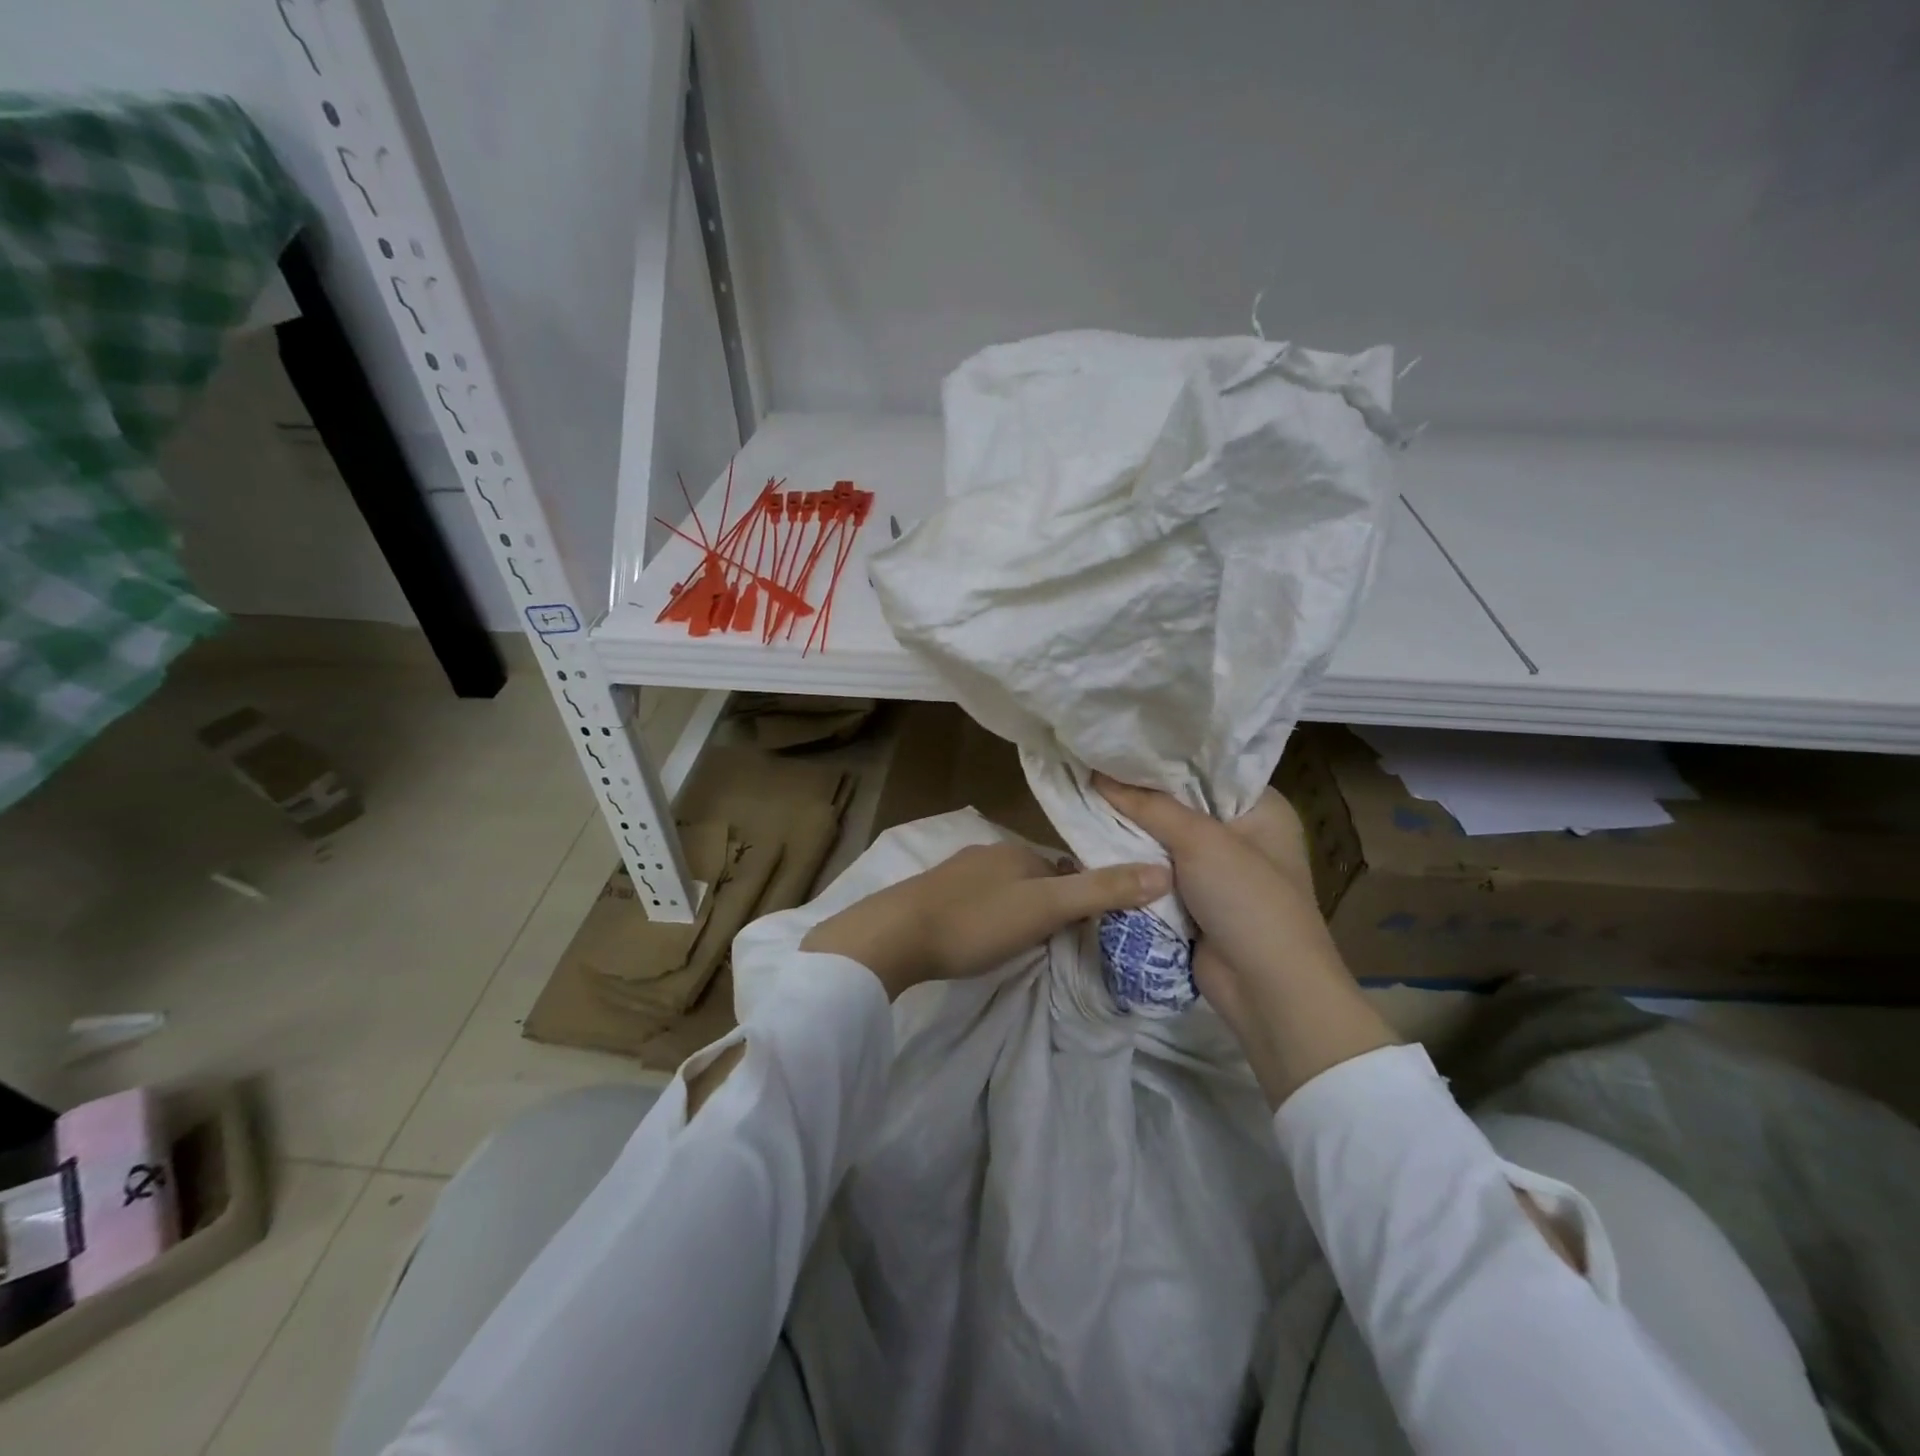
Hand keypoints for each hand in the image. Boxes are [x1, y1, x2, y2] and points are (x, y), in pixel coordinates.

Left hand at [802, 842, 1169, 999]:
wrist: (895, 935)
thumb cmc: (977, 921)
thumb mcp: (1045, 909)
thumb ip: (1100, 891)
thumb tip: (1163, 871)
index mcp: (1017, 851)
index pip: (1064, 867)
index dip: (1080, 894)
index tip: (1088, 925)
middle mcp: (988, 852)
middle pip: (1034, 877)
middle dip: (1048, 901)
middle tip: (1056, 940)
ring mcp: (957, 872)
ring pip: (1003, 888)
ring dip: (1017, 909)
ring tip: (1022, 943)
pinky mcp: (933, 894)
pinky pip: (975, 901)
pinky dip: (988, 915)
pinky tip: (982, 937)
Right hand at [1094, 774, 1395, 1106]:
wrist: (1268, 991)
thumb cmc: (1248, 900)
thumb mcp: (1201, 841)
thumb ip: (1149, 805)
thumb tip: (1098, 773)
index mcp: (1262, 809)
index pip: (1208, 768)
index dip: (1165, 756)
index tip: (1119, 741)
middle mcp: (1243, 834)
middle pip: (1183, 804)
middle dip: (1141, 794)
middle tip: (1093, 765)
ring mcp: (1219, 870)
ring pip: (1166, 840)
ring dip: (1133, 830)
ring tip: (1085, 795)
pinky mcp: (1196, 900)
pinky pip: (1159, 871)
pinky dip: (1135, 863)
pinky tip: (1096, 840)